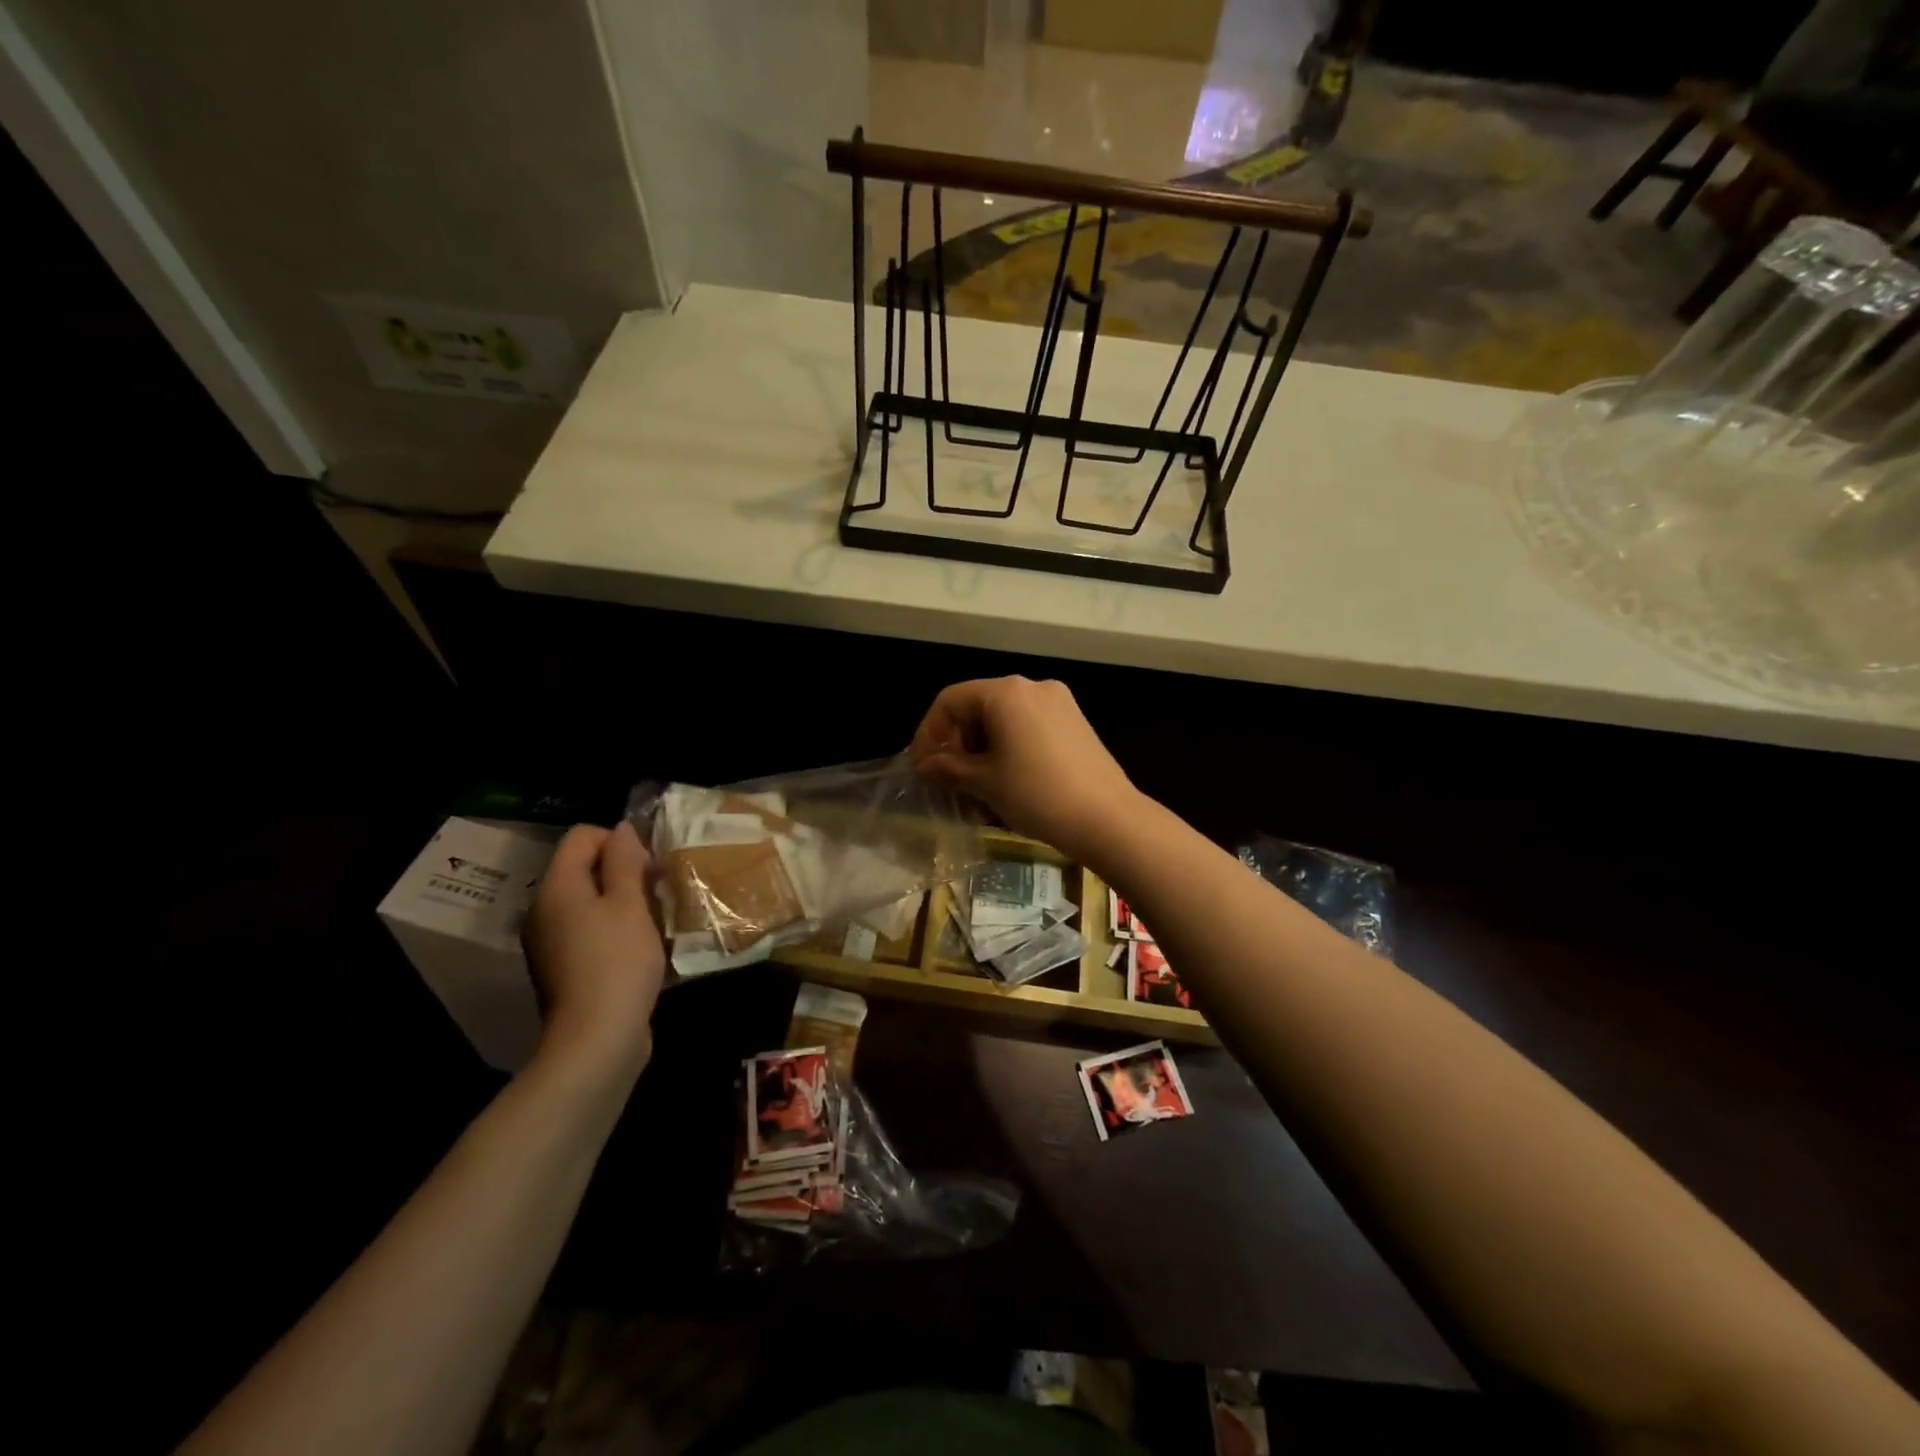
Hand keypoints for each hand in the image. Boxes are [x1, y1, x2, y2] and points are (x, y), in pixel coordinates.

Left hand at [522, 821, 665, 1076]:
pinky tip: (638, 946)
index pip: (583, 836)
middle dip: (622, 871)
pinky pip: (588, 930)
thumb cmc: (617, 962)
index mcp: (556, 888)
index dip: (619, 840)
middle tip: (657, 890)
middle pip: (583, 868)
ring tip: (653, 917)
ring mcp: (550, 942)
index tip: (648, 866)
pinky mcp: (563, 968)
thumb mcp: (629, 904)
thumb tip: (623, 829)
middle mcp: (544, 910)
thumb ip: (625, 862)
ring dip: (621, 901)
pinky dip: (613, 928)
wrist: (596, 1040)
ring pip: (588, 901)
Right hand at [909, 676, 1140, 859]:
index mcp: (1006, 692)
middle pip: (978, 705)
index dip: (929, 732)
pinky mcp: (1076, 722)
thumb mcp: (985, 782)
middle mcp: (1033, 686)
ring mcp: (1059, 703)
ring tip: (976, 785)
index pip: (951, 700)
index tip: (922, 767)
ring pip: (1004, 717)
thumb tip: (923, 765)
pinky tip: (1007, 779)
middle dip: (957, 741)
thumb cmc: (1037, 795)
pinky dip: (1009, 746)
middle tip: (948, 779)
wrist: (1109, 819)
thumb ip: (948, 768)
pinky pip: (1029, 725)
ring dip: (982, 746)